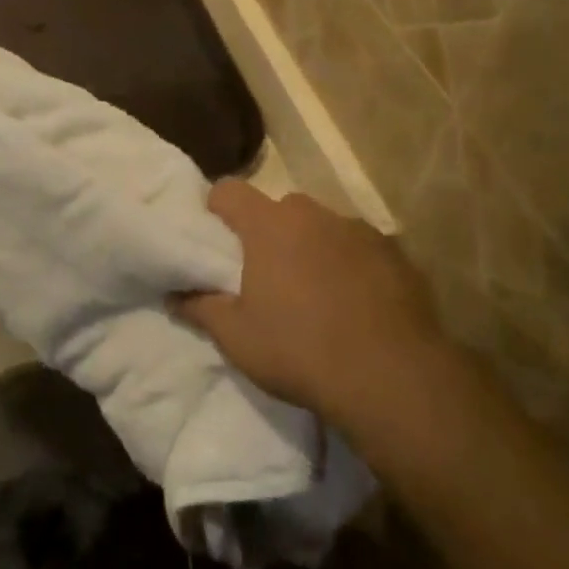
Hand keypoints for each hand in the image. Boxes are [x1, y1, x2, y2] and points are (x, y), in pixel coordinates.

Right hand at [174, 182, 442, 423]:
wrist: (392, 378)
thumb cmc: (300, 351)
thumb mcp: (236, 337)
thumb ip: (200, 308)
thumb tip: (173, 294)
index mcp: (269, 225)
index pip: (229, 190)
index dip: (217, 208)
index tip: (215, 237)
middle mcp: (313, 215)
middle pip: (279, 208)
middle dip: (268, 232)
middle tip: (265, 273)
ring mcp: (359, 230)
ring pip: (322, 227)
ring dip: (312, 246)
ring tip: (315, 292)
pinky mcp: (396, 253)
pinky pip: (360, 248)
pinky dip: (350, 264)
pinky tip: (355, 303)